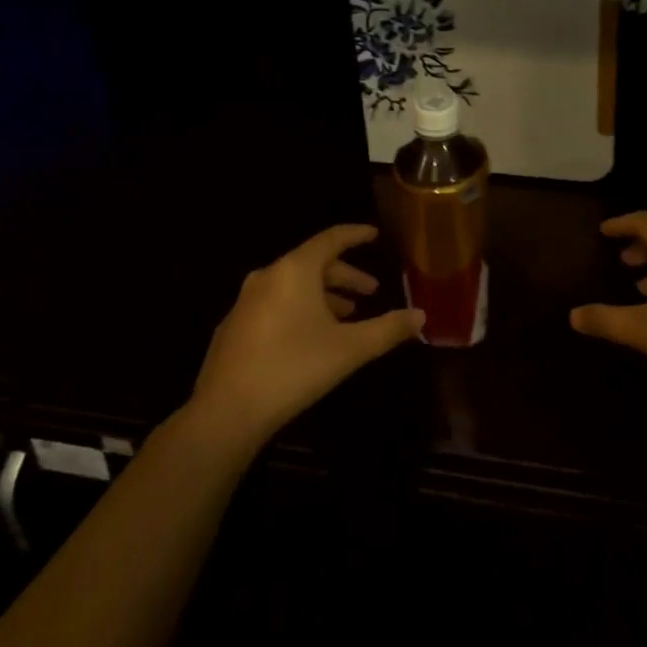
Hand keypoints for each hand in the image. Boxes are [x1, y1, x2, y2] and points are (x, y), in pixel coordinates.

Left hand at [191, 224, 424, 447]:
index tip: (374, 234)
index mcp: (295, 270)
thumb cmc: (293, 368)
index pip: (331, 239)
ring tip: (346, 316)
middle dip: (344, 275)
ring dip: (323, 295)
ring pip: (293, 285)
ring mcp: (246, 301)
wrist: (225, 412)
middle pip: (313, 263)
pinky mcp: (234, 326)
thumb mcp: (349, 349)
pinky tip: (310, 336)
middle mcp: (268, 275)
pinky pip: (275, 303)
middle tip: (370, 291)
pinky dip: (299, 308)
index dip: (355, 235)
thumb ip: (387, 329)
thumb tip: (420, 316)